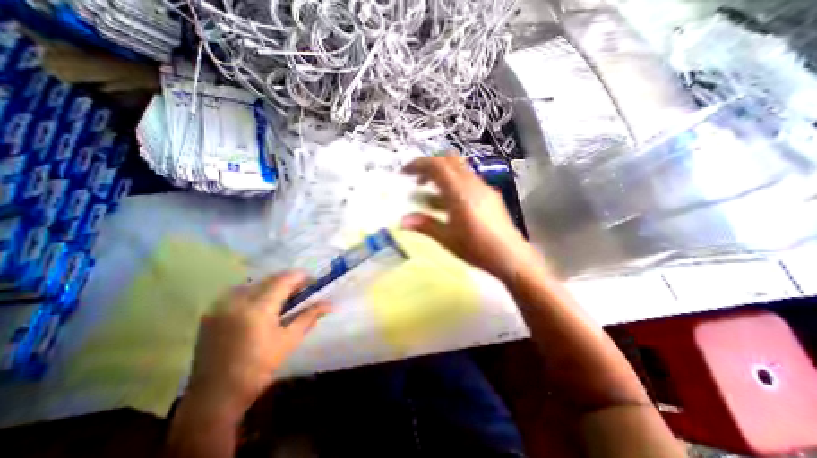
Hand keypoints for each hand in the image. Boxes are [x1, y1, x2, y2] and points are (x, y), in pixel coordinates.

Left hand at [185, 274, 328, 416]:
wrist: (213, 398)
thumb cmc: (258, 369)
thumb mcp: (289, 341)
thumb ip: (309, 316)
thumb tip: (330, 304)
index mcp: (258, 308)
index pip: (285, 279)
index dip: (302, 276)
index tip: (314, 282)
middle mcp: (237, 300)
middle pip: (270, 278)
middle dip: (289, 281)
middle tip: (302, 291)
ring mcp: (221, 305)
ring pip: (255, 283)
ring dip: (272, 286)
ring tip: (283, 299)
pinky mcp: (212, 312)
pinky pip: (240, 292)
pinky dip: (256, 293)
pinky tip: (262, 307)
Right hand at [402, 155, 539, 282]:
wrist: (510, 257)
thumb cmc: (476, 248)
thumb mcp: (446, 238)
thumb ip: (424, 225)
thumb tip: (402, 222)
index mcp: (459, 192)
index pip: (437, 166)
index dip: (418, 164)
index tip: (405, 173)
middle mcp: (472, 184)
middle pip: (449, 161)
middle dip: (430, 167)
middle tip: (418, 182)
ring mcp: (484, 188)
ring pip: (459, 170)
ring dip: (442, 177)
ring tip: (431, 196)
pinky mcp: (490, 195)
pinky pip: (468, 181)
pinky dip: (454, 185)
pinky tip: (450, 205)